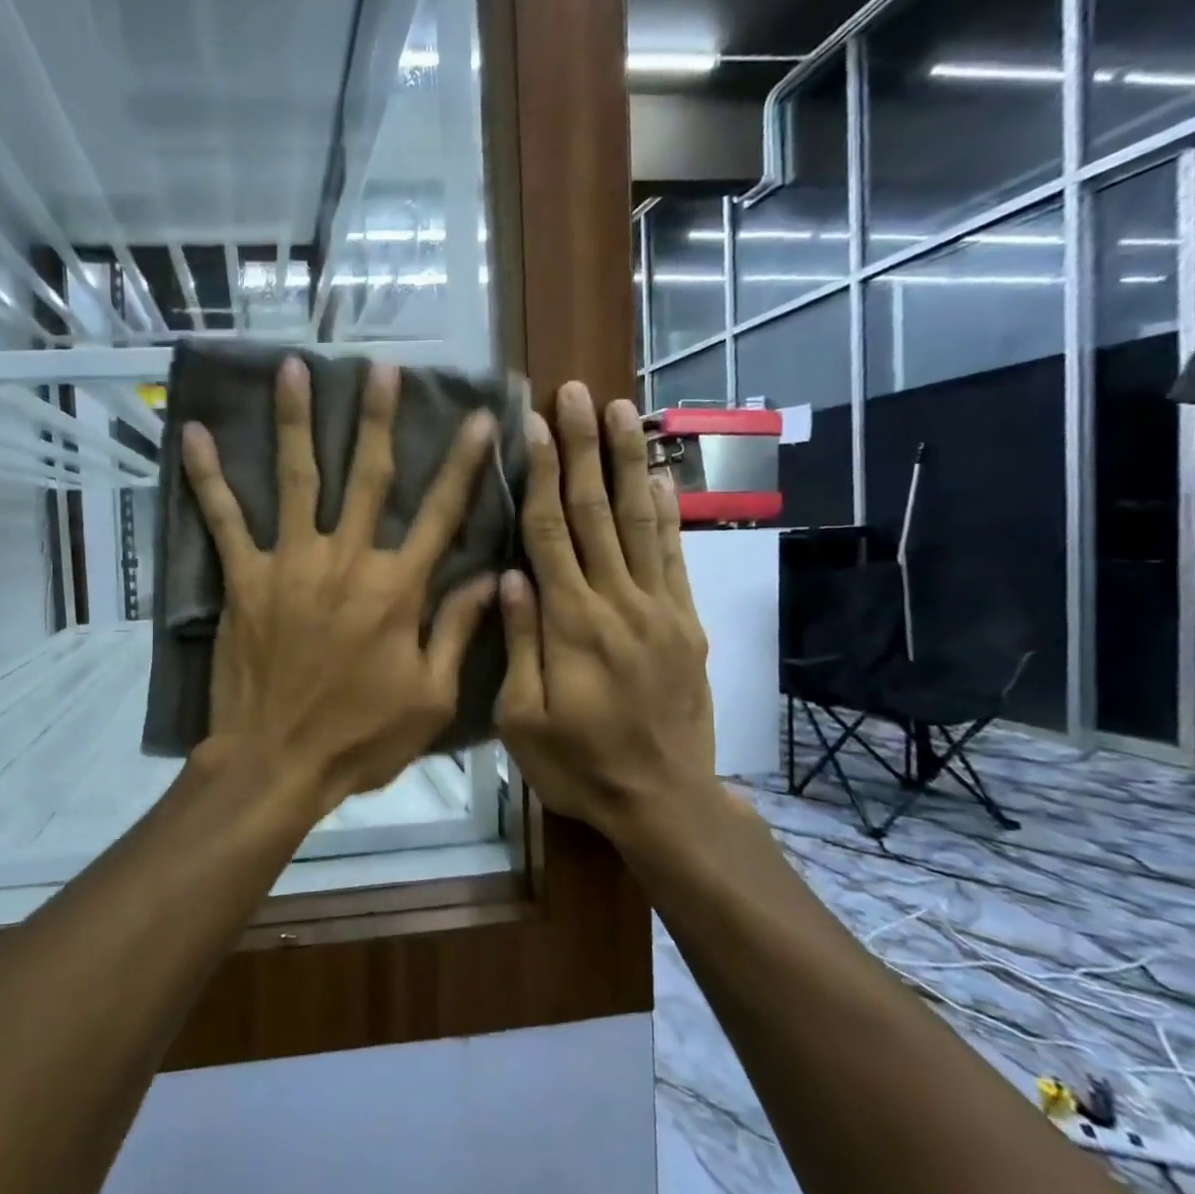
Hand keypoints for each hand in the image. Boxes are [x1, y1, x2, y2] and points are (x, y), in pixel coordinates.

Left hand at [182, 357, 498, 808]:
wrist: (277, 761)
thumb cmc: (360, 737)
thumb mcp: (430, 697)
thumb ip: (459, 630)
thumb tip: (491, 576)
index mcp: (398, 588)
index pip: (441, 513)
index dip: (462, 463)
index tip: (477, 416)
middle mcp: (347, 560)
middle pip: (367, 477)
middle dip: (378, 419)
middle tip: (382, 368)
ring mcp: (290, 564)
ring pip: (297, 479)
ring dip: (296, 421)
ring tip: (295, 369)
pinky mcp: (245, 579)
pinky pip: (224, 520)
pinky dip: (208, 477)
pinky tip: (195, 435)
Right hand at [496, 382, 719, 837]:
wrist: (663, 800)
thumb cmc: (577, 764)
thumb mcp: (522, 718)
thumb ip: (520, 642)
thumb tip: (509, 575)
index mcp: (571, 623)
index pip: (550, 533)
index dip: (539, 475)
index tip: (533, 425)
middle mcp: (618, 602)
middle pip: (595, 512)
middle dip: (584, 447)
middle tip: (578, 393)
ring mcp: (659, 608)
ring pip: (639, 521)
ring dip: (628, 462)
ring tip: (624, 411)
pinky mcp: (685, 622)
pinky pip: (674, 556)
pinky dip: (666, 511)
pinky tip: (659, 475)